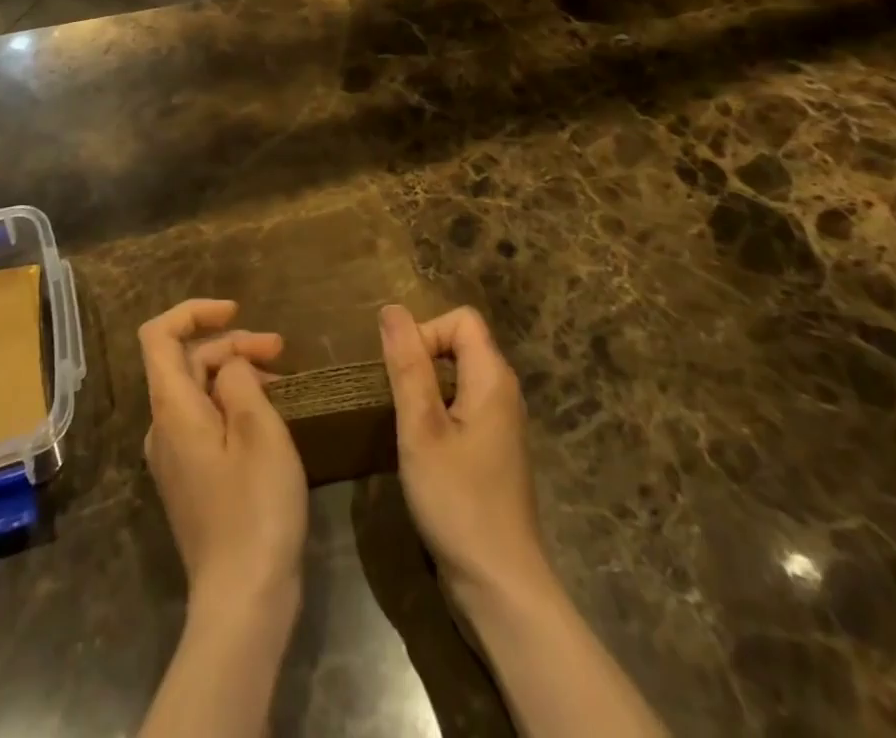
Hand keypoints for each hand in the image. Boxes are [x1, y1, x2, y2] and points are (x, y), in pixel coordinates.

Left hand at [140, 299, 306, 612]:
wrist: (242, 602)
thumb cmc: (254, 507)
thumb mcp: (258, 429)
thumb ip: (238, 379)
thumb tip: (228, 366)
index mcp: (171, 409)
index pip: (158, 335)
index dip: (194, 311)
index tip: (236, 311)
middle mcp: (162, 428)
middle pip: (187, 362)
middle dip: (232, 344)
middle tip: (282, 351)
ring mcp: (174, 457)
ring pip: (199, 392)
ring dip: (237, 374)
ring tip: (284, 382)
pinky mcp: (190, 480)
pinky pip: (205, 422)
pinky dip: (234, 404)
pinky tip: (269, 417)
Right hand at [379, 304, 551, 604]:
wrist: (500, 586)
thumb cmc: (458, 501)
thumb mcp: (421, 429)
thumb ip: (407, 365)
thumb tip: (391, 309)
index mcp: (493, 378)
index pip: (460, 319)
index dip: (426, 332)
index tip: (403, 375)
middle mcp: (504, 392)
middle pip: (460, 343)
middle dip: (422, 358)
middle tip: (397, 400)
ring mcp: (501, 423)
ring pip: (458, 376)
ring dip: (426, 388)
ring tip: (405, 424)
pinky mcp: (493, 450)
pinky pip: (462, 406)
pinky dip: (437, 413)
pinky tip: (422, 450)